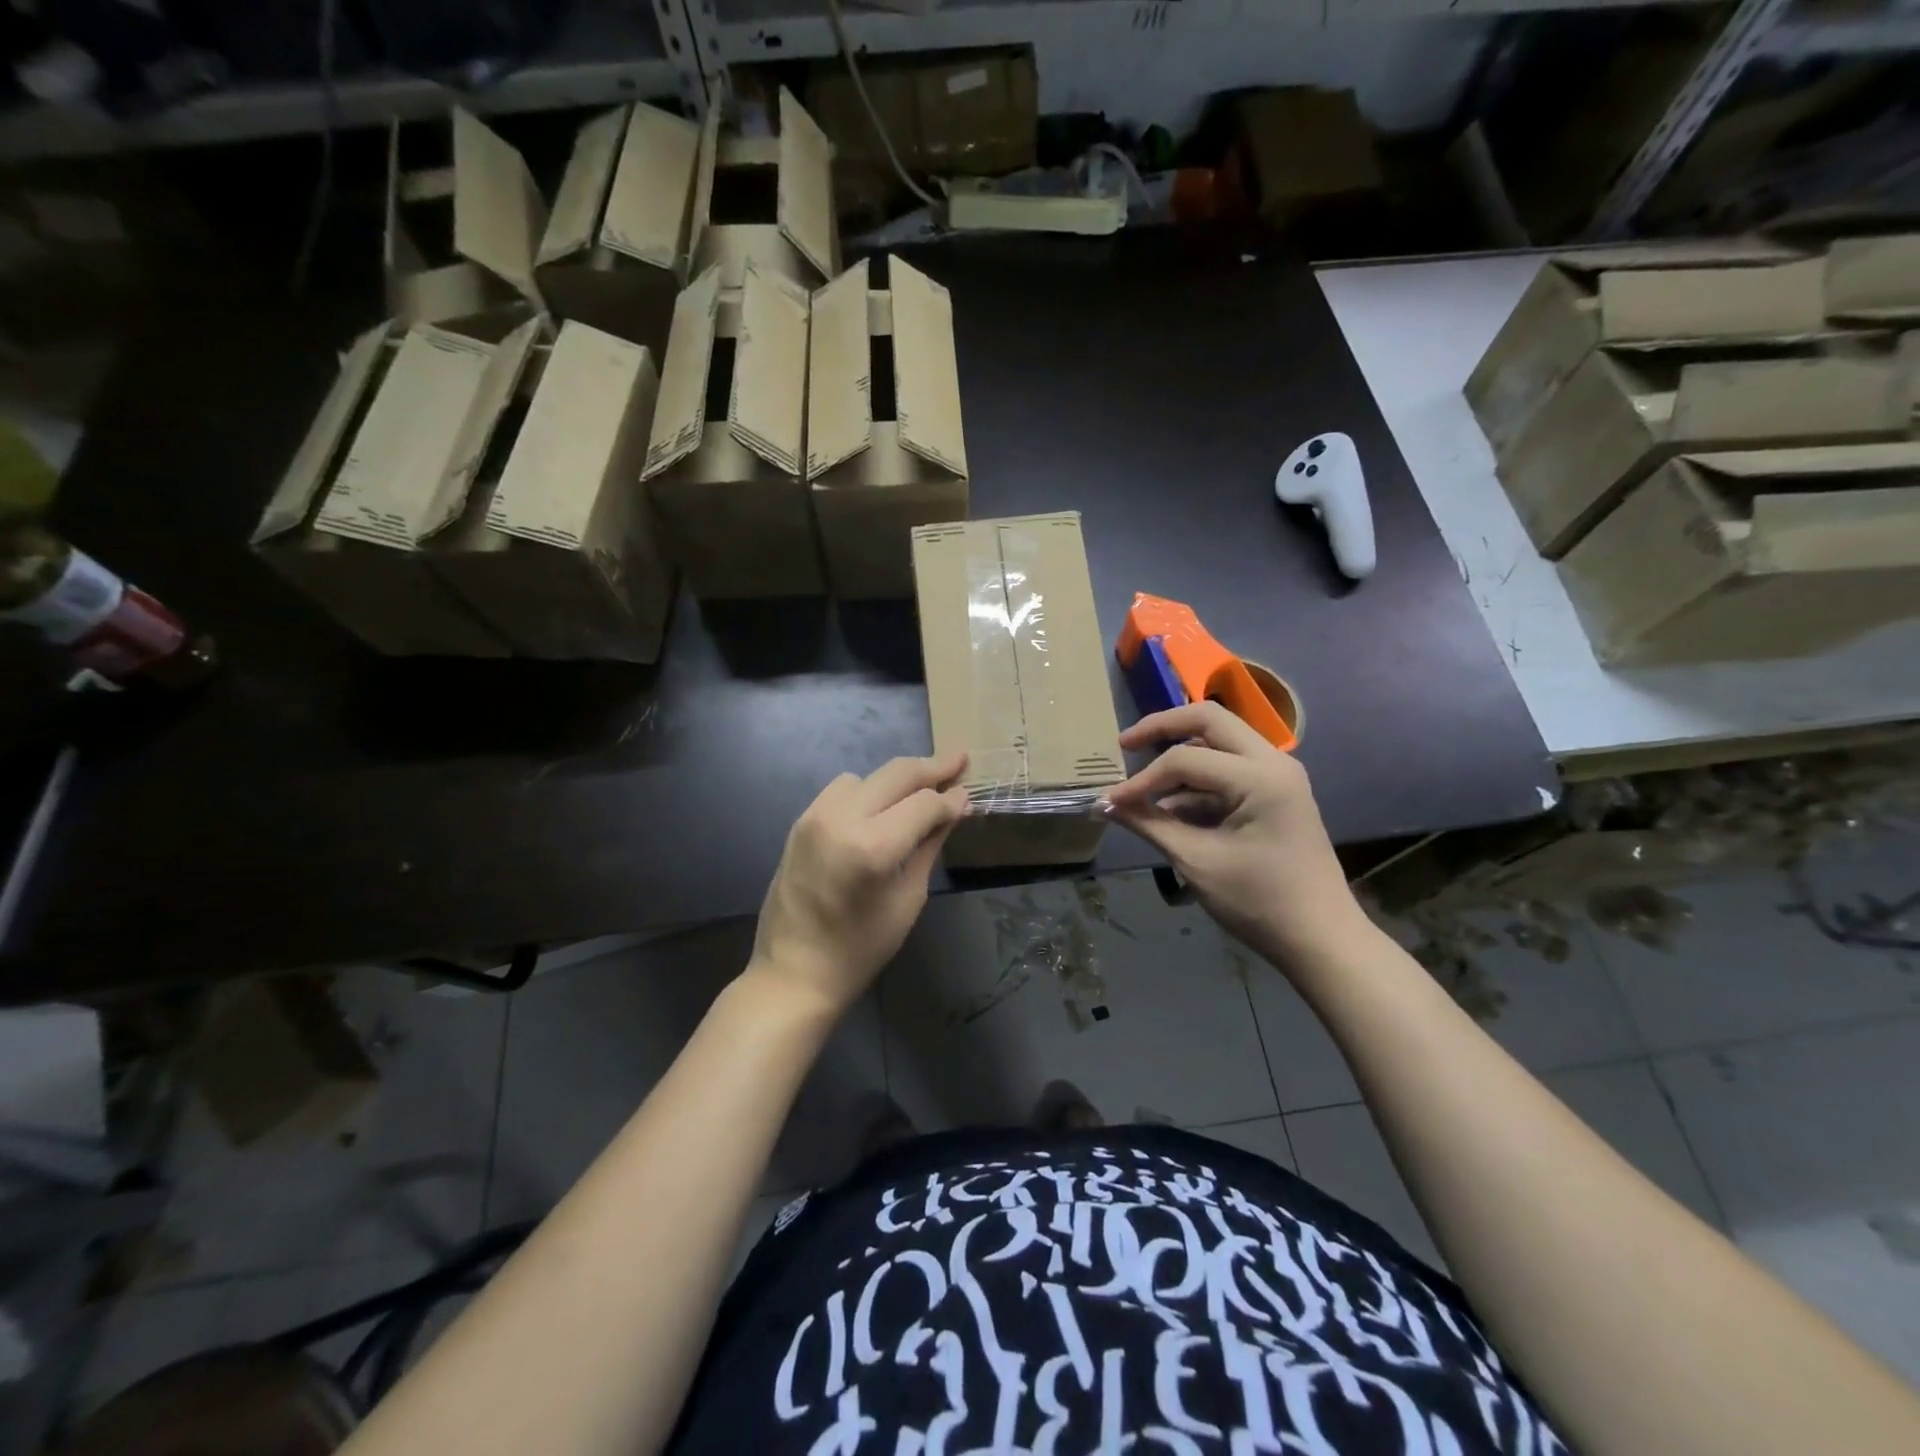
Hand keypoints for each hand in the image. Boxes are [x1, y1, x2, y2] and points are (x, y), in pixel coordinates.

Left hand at [750, 752, 968, 1018]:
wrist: (793, 973)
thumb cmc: (860, 949)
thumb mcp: (908, 899)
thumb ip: (930, 845)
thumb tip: (955, 807)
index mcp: (872, 846)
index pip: (924, 803)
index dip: (951, 799)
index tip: (969, 794)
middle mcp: (841, 818)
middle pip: (896, 773)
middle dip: (932, 766)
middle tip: (960, 758)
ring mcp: (816, 815)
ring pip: (869, 776)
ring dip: (897, 779)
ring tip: (921, 792)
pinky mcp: (801, 821)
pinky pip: (842, 789)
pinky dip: (868, 790)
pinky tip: (881, 808)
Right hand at [1101, 703, 1363, 962]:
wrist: (1321, 940)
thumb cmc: (1259, 902)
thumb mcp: (1196, 861)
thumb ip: (1149, 824)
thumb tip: (1104, 805)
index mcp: (1260, 777)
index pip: (1185, 759)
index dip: (1142, 780)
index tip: (1111, 802)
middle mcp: (1273, 762)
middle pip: (1208, 720)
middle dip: (1162, 728)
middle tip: (1124, 744)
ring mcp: (1278, 775)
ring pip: (1220, 740)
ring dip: (1180, 753)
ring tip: (1143, 783)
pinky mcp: (1276, 792)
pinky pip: (1230, 767)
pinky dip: (1197, 779)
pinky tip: (1170, 807)